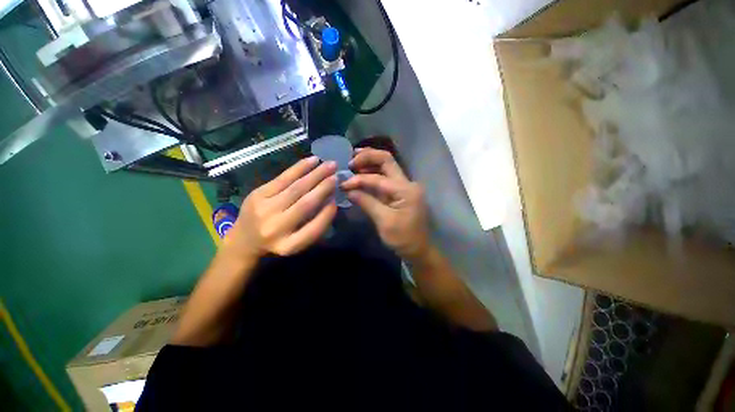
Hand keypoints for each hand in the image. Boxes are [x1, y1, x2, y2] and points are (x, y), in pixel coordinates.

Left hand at [222, 156, 337, 259]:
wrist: (244, 239)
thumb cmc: (278, 241)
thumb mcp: (297, 242)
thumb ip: (314, 225)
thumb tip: (330, 200)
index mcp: (288, 245)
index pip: (314, 228)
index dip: (327, 214)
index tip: (336, 200)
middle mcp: (275, 228)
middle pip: (306, 204)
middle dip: (324, 187)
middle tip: (337, 175)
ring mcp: (264, 209)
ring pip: (296, 188)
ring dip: (315, 174)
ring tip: (329, 165)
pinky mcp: (257, 194)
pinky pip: (283, 178)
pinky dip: (300, 168)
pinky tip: (312, 161)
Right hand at [342, 148, 429, 260]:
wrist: (417, 248)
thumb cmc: (402, 238)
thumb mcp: (383, 221)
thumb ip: (366, 202)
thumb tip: (349, 190)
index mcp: (406, 190)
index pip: (378, 179)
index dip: (359, 180)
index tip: (343, 184)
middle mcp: (407, 183)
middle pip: (387, 161)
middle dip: (368, 156)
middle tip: (351, 159)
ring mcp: (405, 186)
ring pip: (387, 166)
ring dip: (370, 162)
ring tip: (354, 162)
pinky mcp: (400, 191)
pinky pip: (386, 178)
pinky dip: (373, 174)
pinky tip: (362, 173)